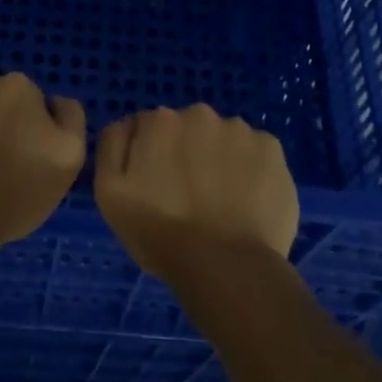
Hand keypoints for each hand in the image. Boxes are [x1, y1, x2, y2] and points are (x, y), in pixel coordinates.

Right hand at [94, 104, 299, 285]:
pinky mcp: (272, 149)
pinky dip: (251, 172)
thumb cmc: (160, 234)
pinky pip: (255, 154)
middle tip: (188, 197)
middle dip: (187, 154)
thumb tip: (128, 124)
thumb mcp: (110, 193)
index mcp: (160, 121)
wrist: (225, 267)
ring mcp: (240, 129)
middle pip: (189, 130)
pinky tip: (247, 202)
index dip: (152, 157)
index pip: (151, 128)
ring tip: (222, 204)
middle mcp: (200, 114)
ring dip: (220, 161)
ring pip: (224, 140)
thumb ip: (112, 145)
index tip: (157, 187)